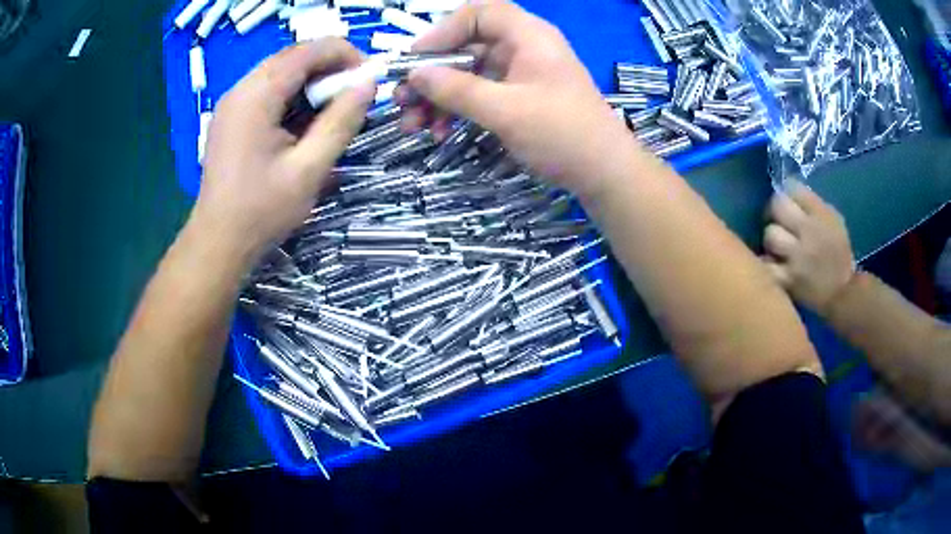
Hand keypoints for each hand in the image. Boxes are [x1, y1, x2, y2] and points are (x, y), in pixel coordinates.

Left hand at [194, 39, 375, 263]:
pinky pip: (267, 90)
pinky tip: (301, 122)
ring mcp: (232, 102)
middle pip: (293, 56)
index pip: (307, 50)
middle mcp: (240, 89)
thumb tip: (368, 84)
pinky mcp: (230, 117)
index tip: (368, 78)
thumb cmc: (262, 211)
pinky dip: (291, 95)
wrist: (218, 242)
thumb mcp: (309, 169)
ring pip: (280, 72)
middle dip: (328, 67)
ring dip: (310, 81)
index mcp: (257, 96)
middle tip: (352, 95)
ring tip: (330, 110)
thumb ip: (341, 122)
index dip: (344, 54)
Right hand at [401, 0, 636, 198]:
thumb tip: (414, 74)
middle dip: (431, 73)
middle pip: (466, 46)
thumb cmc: (563, 134)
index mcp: (528, 36)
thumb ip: (457, 89)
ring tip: (413, 125)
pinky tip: (439, 131)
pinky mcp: (519, 98)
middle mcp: (523, 48)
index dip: (442, 31)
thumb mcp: (506, 111)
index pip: (478, 14)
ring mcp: (520, 74)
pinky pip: (479, 94)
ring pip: (468, 73)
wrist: (604, 174)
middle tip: (401, 99)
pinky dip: (457, 110)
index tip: (415, 60)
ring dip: (438, 97)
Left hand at [762, 180, 855, 313]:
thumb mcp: (833, 220)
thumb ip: (813, 205)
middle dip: (774, 213)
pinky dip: (766, 265)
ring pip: (770, 235)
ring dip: (770, 241)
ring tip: (777, 248)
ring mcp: (798, 257)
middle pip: (777, 207)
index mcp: (821, 214)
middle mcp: (810, 232)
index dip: (786, 194)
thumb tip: (787, 192)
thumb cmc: (837, 254)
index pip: (793, 188)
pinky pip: (766, 265)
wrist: (842, 294)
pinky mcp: (789, 280)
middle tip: (777, 222)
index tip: (788, 203)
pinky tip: (772, 266)